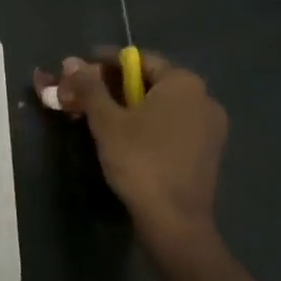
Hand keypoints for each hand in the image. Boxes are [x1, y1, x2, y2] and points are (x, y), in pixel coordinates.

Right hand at [57, 53, 225, 250]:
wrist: (175, 221)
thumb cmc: (140, 162)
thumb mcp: (106, 121)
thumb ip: (89, 87)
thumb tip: (71, 61)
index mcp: (183, 82)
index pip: (138, 59)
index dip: (103, 63)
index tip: (77, 74)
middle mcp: (203, 97)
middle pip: (149, 82)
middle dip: (112, 88)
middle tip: (80, 99)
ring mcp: (209, 126)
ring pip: (160, 106)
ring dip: (127, 107)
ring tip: (96, 120)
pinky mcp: (207, 152)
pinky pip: (172, 126)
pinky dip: (146, 126)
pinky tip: (124, 140)